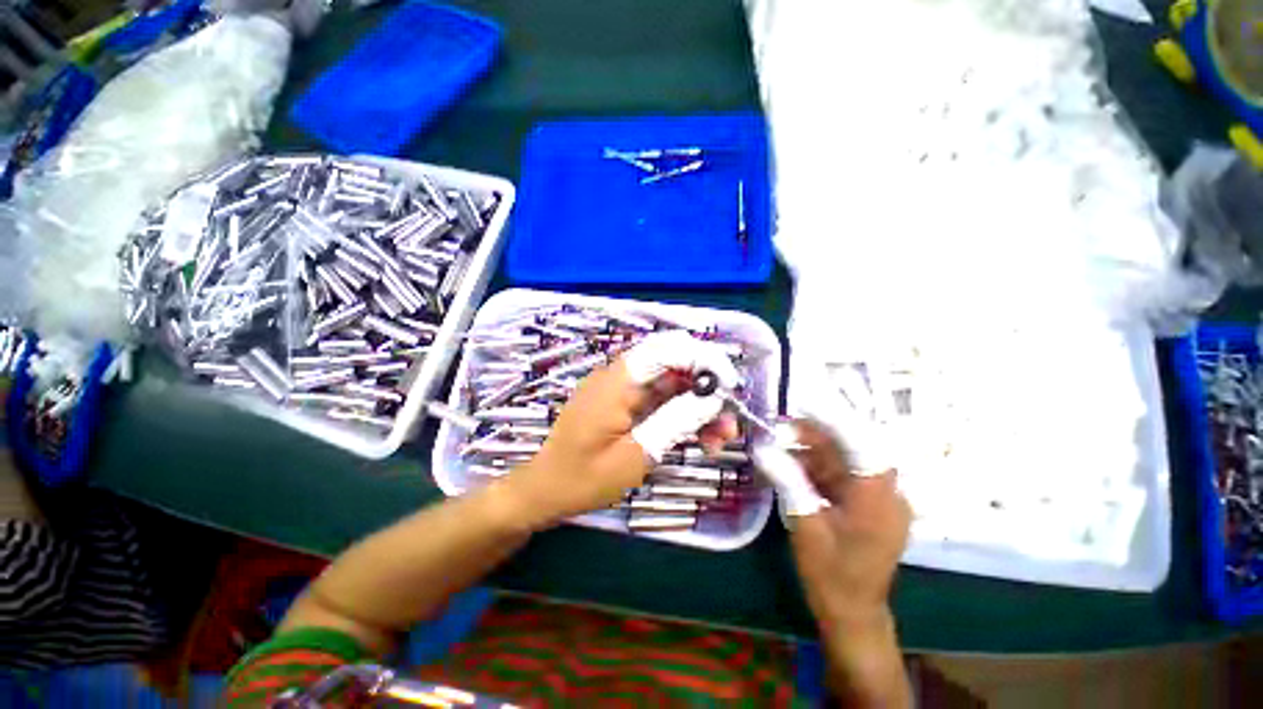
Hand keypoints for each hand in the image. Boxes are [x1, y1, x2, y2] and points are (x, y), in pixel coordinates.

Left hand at [506, 331, 739, 523]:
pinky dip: (681, 413)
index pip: (667, 348)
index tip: (729, 386)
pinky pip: (659, 399)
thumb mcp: (635, 456)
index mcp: (617, 382)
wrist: (544, 490)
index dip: (703, 358)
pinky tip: (699, 437)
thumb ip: (674, 422)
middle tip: (728, 419)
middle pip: (672, 363)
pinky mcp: (624, 403)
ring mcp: (621, 389)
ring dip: (698, 404)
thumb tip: (712, 398)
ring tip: (719, 438)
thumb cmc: (583, 479)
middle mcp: (620, 376)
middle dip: (706, 386)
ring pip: (670, 383)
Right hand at [778, 420, 912, 706]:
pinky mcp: (864, 503)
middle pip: (849, 447)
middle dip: (813, 432)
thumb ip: (787, 480)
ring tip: (777, 437)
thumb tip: (762, 447)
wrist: (851, 614)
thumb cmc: (832, 575)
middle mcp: (884, 490)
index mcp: (878, 496)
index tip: (802, 399)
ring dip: (810, 448)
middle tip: (778, 421)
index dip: (833, 416)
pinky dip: (813, 465)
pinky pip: (838, 473)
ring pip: (841, 458)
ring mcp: (876, 496)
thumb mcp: (806, 525)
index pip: (861, 441)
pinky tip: (789, 460)